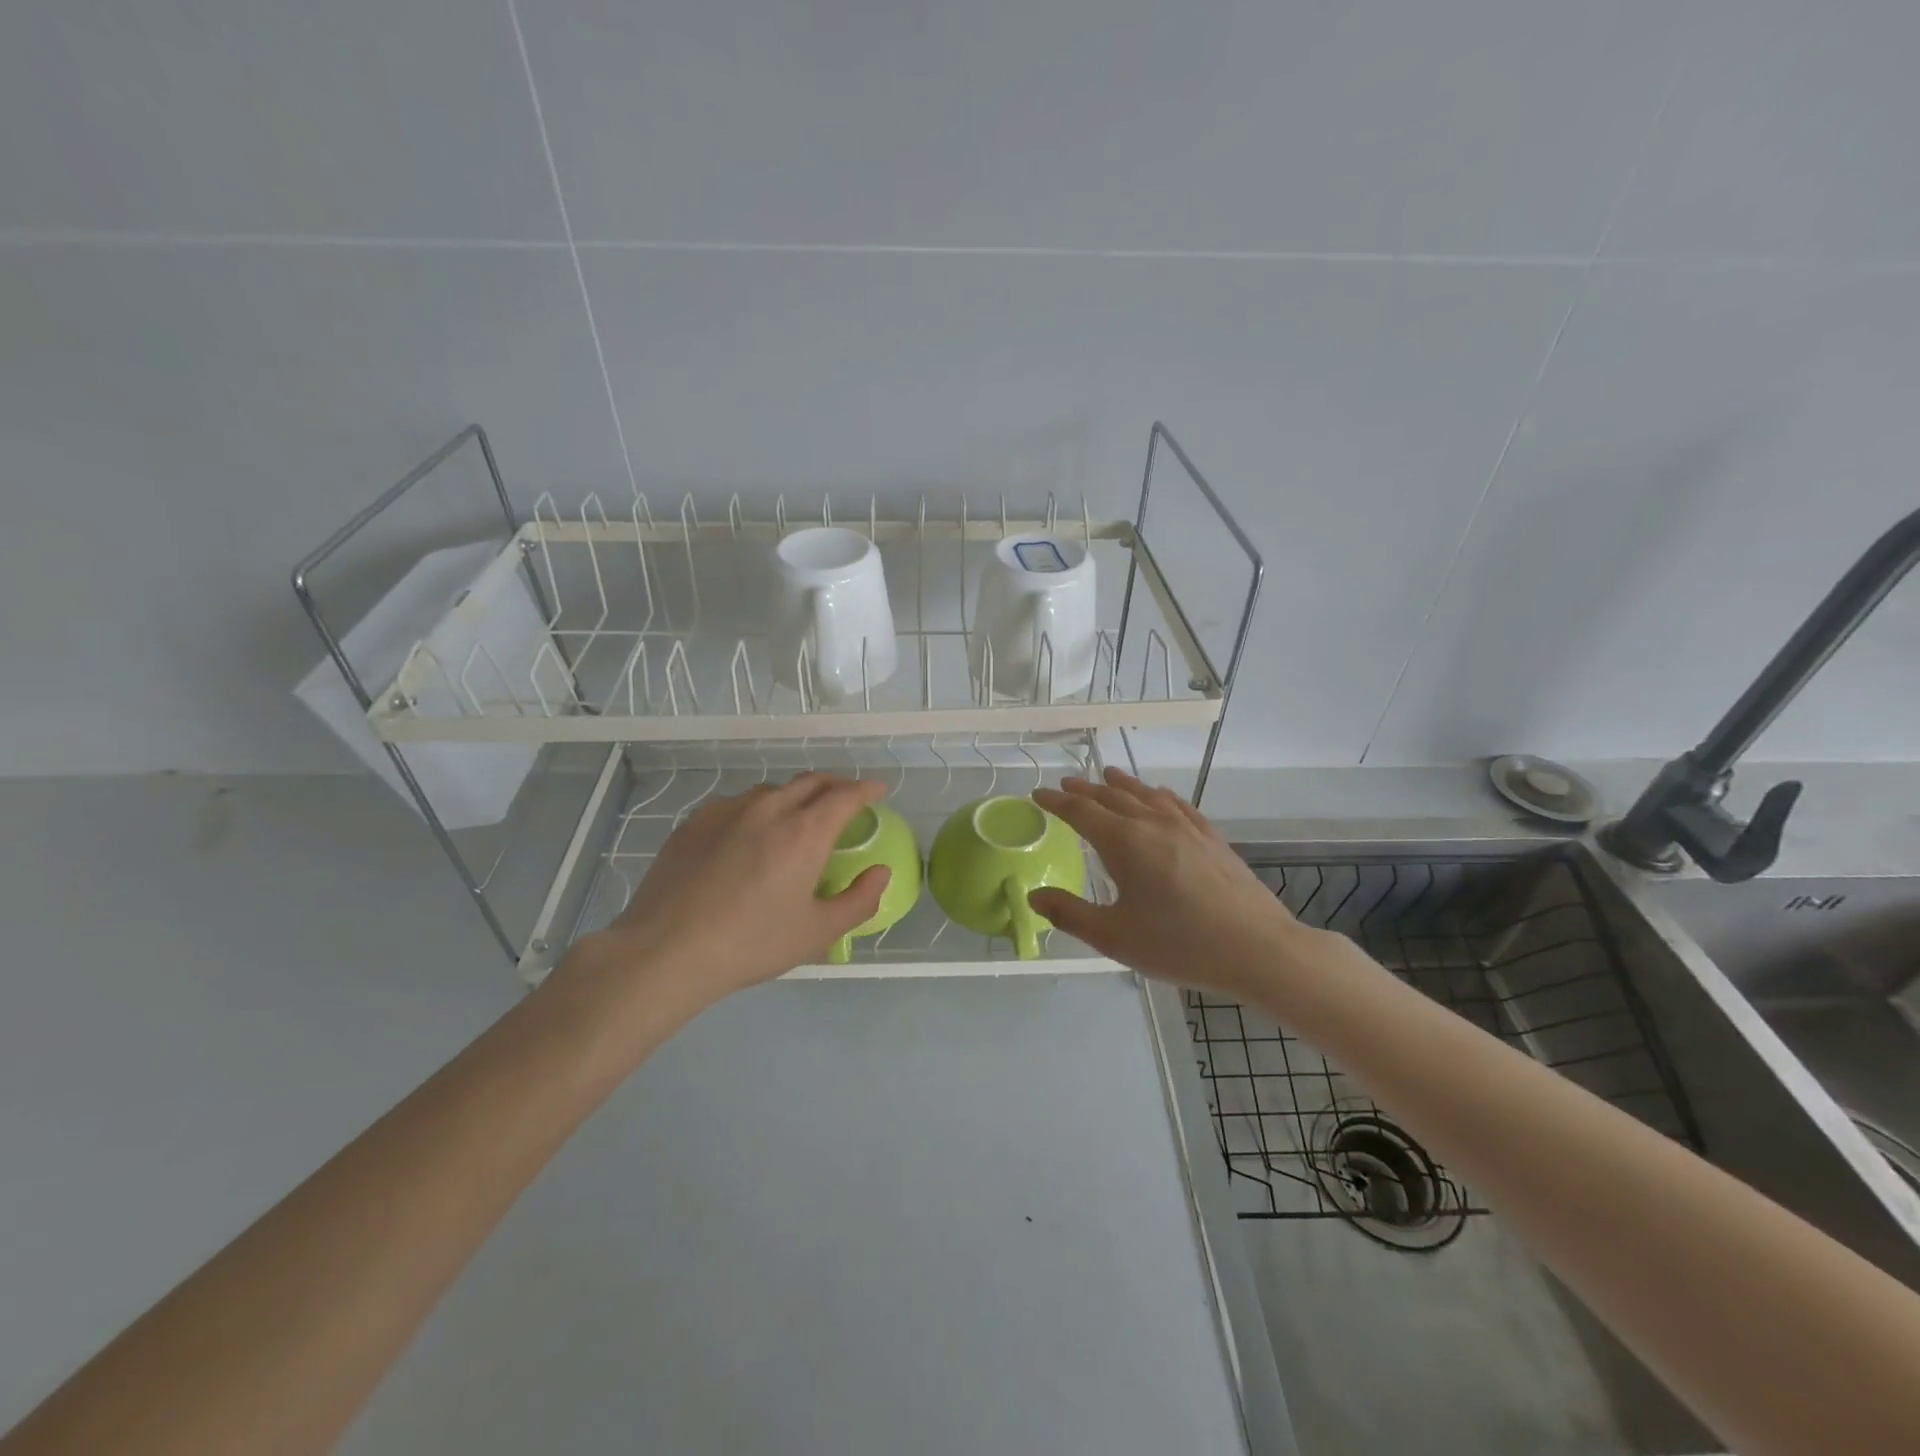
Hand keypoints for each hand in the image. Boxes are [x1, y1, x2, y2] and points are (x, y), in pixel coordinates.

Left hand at [571, 773, 892, 1010]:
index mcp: (805, 831)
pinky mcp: (695, 821)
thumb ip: (859, 900)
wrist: (665, 951)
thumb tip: (880, 873)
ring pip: (772, 791)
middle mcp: (769, 808)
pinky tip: (749, 834)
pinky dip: (757, 809)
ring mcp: (727, 810)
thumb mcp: (817, 933)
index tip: (878, 791)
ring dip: (795, 796)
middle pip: (811, 781)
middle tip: (845, 800)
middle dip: (835, 785)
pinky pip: (737, 804)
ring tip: (797, 818)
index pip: (846, 795)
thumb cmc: (750, 943)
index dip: (867, 789)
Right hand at [1029, 768, 1312, 999]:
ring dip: (1122, 785)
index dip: (1056, 802)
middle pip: (1112, 797)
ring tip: (1107, 776)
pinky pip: (1178, 804)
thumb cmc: (1180, 945)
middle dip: (1085, 790)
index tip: (1038, 794)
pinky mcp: (1211, 838)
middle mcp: (1153, 824)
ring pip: (1146, 795)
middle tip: (1065, 785)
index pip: (1081, 812)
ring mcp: (1187, 828)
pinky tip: (1159, 796)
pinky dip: (1158, 795)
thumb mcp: (1115, 937)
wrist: (1258, 949)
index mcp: (1124, 843)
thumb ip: (1070, 914)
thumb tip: (1034, 896)